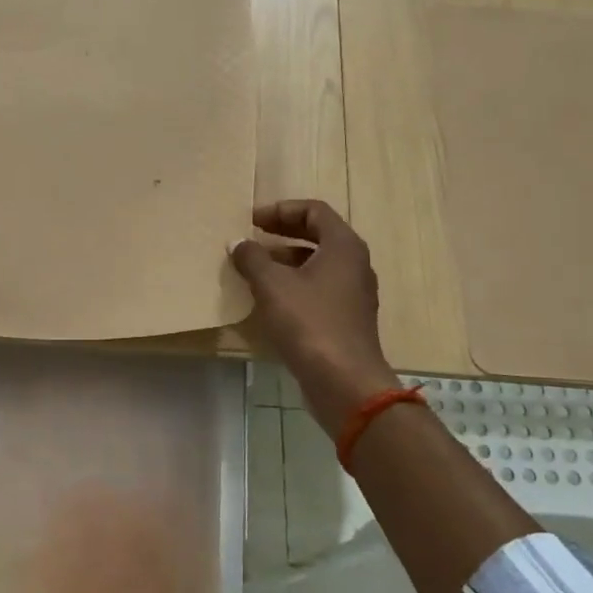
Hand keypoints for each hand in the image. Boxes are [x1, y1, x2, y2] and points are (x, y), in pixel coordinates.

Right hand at [230, 201, 399, 437]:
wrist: (344, 382)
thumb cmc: (309, 323)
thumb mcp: (272, 285)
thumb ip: (252, 258)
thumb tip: (238, 243)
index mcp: (343, 246)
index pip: (314, 210)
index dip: (281, 210)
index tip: (252, 221)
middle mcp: (354, 264)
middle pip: (317, 235)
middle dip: (282, 233)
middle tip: (251, 238)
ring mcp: (353, 293)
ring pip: (317, 264)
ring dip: (285, 260)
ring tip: (253, 268)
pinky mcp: (346, 319)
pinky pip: (318, 289)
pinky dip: (294, 285)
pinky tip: (269, 299)